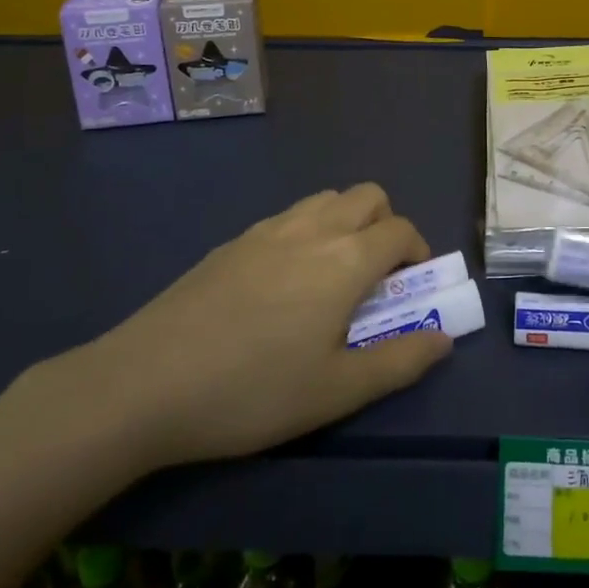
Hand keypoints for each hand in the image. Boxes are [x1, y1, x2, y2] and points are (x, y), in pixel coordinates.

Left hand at [52, 184, 451, 472]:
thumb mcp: (336, 392)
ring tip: (331, 278)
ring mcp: (268, 229)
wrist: (144, 383)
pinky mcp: (232, 241)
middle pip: (368, 196)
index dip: (418, 252)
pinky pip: (288, 217)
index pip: (400, 230)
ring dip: (346, 223)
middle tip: (375, 278)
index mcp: (345, 259)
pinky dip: (308, 232)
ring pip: (326, 199)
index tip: (412, 288)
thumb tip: (444, 339)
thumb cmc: (252, 391)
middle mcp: (312, 228)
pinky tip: (281, 286)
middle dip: (386, 225)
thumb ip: (400, 361)